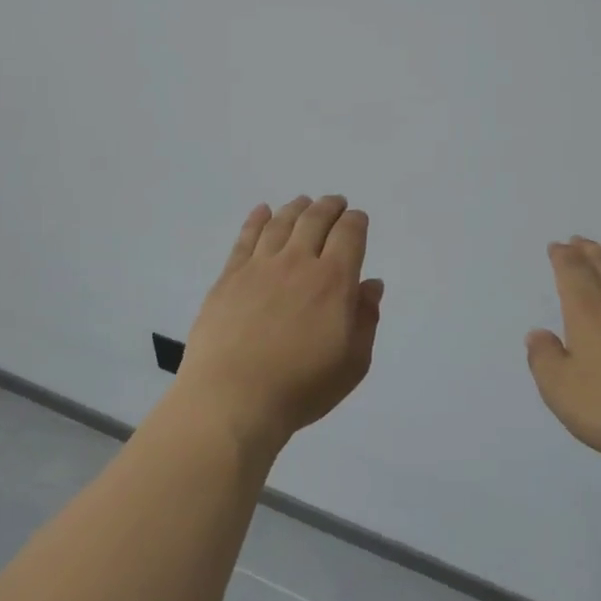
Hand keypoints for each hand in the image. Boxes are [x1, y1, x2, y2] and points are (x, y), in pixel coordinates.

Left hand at [176, 196, 383, 456]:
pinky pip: (246, 237)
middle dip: (330, 207)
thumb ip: (365, 319)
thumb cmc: (301, 387)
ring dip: (296, 208)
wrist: (233, 398)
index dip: (356, 222)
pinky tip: (262, 211)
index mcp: (333, 281)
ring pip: (281, 223)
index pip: (349, 235)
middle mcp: (297, 263)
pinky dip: (257, 219)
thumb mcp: (352, 363)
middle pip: (315, 220)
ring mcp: (260, 266)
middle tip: (335, 203)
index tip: (358, 219)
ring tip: (303, 202)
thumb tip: (371, 284)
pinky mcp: (229, 277)